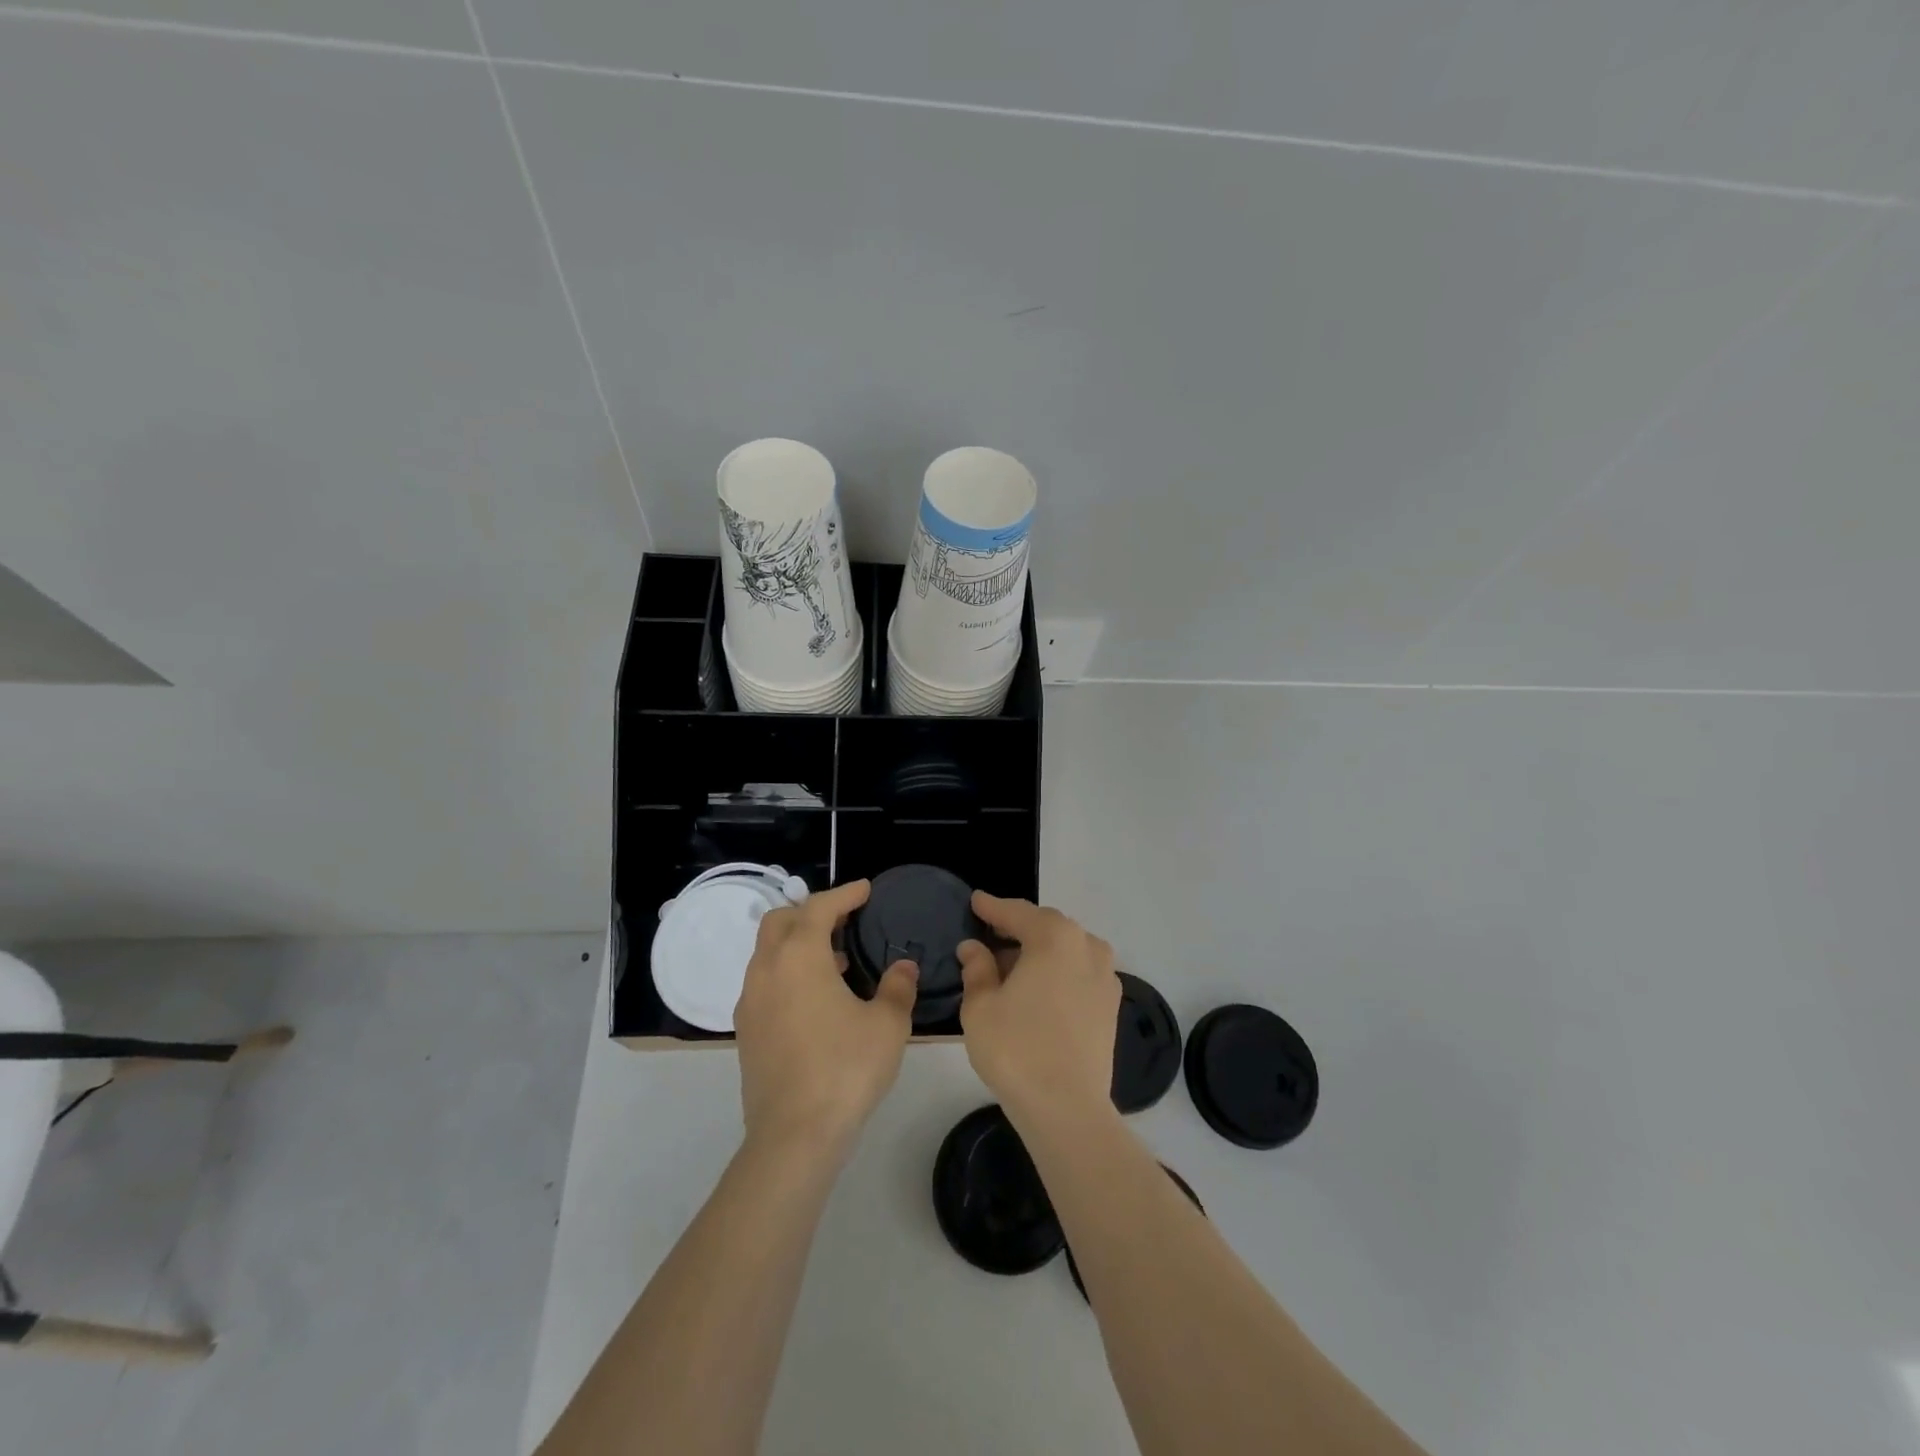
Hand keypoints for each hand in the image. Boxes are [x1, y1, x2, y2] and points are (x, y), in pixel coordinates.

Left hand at [733, 879, 917, 1155]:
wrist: (794, 1135)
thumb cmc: (846, 1068)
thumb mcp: (887, 1024)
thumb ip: (898, 987)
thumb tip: (905, 967)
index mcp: (799, 956)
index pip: (819, 907)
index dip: (845, 894)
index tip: (865, 889)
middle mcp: (767, 969)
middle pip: (781, 920)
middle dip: (811, 912)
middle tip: (844, 921)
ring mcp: (750, 1001)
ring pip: (768, 952)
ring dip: (798, 943)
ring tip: (837, 961)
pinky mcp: (746, 1031)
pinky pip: (764, 982)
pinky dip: (787, 972)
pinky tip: (816, 999)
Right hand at [957, 893, 1119, 1122]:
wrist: (1067, 1108)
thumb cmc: (1016, 1049)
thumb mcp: (981, 1005)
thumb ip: (977, 968)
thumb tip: (974, 948)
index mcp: (1054, 937)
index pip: (1016, 912)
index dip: (992, 907)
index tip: (975, 901)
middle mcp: (1087, 946)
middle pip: (1045, 927)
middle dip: (1016, 929)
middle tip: (988, 937)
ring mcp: (1105, 975)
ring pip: (1064, 950)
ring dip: (1038, 952)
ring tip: (1009, 969)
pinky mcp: (1111, 1004)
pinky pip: (1078, 973)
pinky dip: (1056, 972)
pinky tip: (1036, 991)